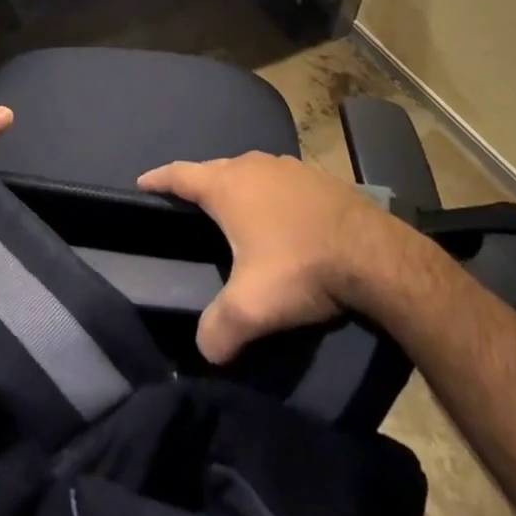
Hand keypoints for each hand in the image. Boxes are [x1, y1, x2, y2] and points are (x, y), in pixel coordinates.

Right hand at [138, 152, 393, 363]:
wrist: (373, 252)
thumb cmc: (300, 267)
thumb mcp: (252, 308)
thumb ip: (218, 328)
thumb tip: (203, 351)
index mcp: (227, 186)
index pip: (180, 174)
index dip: (158, 179)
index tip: (141, 182)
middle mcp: (253, 165)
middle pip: (214, 170)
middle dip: (198, 185)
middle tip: (188, 206)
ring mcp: (287, 166)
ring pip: (249, 172)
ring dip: (236, 188)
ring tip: (232, 211)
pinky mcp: (316, 177)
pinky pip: (278, 181)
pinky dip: (268, 194)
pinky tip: (279, 217)